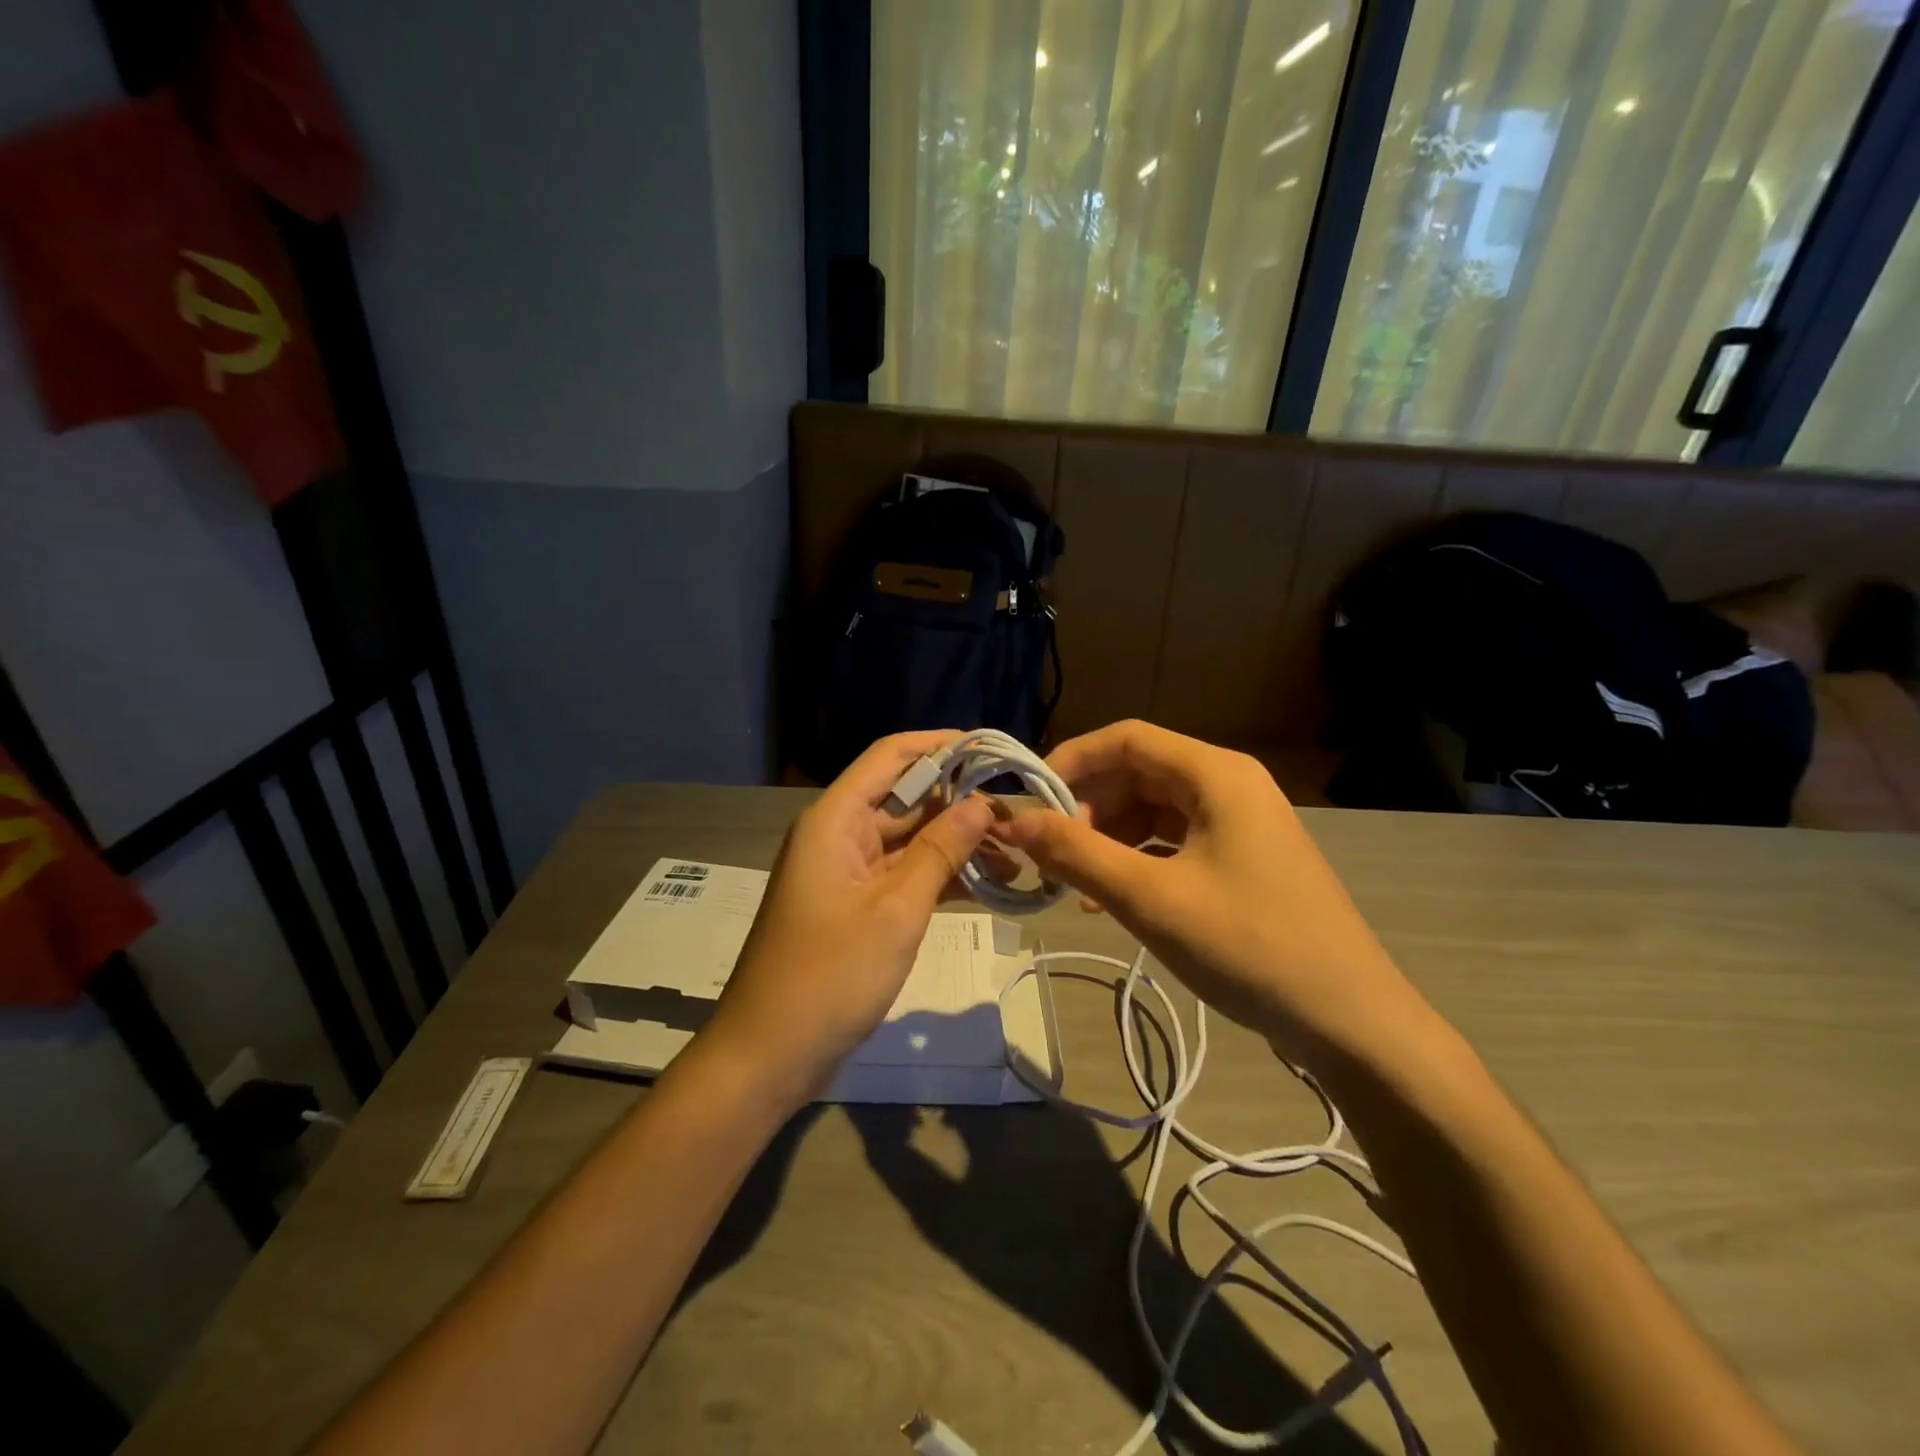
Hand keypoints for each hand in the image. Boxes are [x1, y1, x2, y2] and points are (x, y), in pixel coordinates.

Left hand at [706, 732, 995, 1094]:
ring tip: (1016, 854)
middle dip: (960, 803)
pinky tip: (989, 886)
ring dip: (957, 844)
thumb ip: (940, 850)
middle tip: (1019, 816)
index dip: (940, 745)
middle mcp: (839, 835)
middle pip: (905, 798)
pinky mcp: (857, 907)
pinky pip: (904, 876)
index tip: (992, 750)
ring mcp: (848, 873)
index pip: (891, 756)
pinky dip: (941, 878)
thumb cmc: (829, 976)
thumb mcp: (895, 910)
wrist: (768, 1056)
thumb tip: (981, 803)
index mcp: (835, 820)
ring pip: (910, 840)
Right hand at [992, 721, 1434, 1067]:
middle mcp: (1229, 784)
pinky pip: (1174, 842)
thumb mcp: (1149, 898)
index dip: (1072, 761)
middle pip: (1138, 773)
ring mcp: (1240, 822)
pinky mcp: (1242, 858)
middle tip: (1051, 854)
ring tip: (1075, 883)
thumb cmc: (1248, 945)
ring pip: (1153, 810)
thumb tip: (1014, 822)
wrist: (1349, 1020)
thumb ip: (1076, 854)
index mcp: (1215, 773)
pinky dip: (1137, 861)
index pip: (1126, 738)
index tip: (1030, 802)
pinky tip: (1110, 899)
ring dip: (1108, 839)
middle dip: (1088, 808)